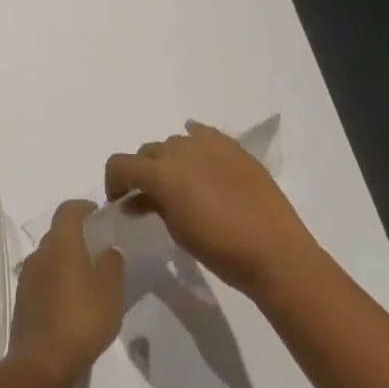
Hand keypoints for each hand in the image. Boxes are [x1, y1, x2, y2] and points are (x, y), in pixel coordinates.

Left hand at [7, 200, 125, 387]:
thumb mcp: (110, 291)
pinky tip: (72, 301)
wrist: (41, 363)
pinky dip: (57, 280)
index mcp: (61, 243)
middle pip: (58, 233)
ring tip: (89, 278)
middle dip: (77, 235)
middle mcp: (40, 253)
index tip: (99, 215)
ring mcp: (27, 276)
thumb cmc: (81, 319)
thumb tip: (108, 249)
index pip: (68, 210)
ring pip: (49, 257)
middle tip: (100, 248)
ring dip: (66, 260)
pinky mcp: (23, 299)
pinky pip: (42, 279)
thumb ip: (112, 264)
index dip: (83, 207)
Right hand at [104, 121, 319, 297]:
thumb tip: (138, 199)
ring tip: (181, 183)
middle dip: (142, 172)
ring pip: (174, 143)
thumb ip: (153, 206)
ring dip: (168, 160)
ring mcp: (209, 144)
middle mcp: (180, 150)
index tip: (120, 200)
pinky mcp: (233, 147)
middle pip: (147, 152)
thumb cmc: (220, 250)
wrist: (275, 253)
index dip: (113, 181)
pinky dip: (194, 142)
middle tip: (149, 197)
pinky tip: (198, 157)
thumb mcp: (176, 231)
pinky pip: (203, 134)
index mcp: (161, 173)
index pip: (120, 164)